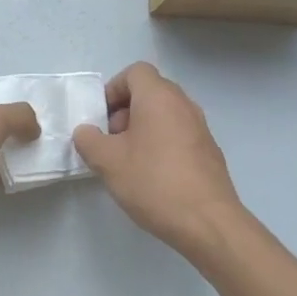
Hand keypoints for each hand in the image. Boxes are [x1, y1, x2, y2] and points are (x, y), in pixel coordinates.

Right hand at [74, 62, 247, 258]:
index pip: (135, 72)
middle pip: (150, 92)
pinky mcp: (209, 152)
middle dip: (125, 111)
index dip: (113, 89)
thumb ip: (89, 140)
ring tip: (128, 161)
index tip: (101, 118)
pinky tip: (152, 176)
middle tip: (111, 141)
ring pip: (165, 114)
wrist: (208, 223)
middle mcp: (183, 104)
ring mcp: (201, 128)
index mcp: (159, 97)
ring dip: (143, 129)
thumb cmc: (153, 182)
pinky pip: (178, 135)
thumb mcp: (107, 161)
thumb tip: (87, 132)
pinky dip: (161, 144)